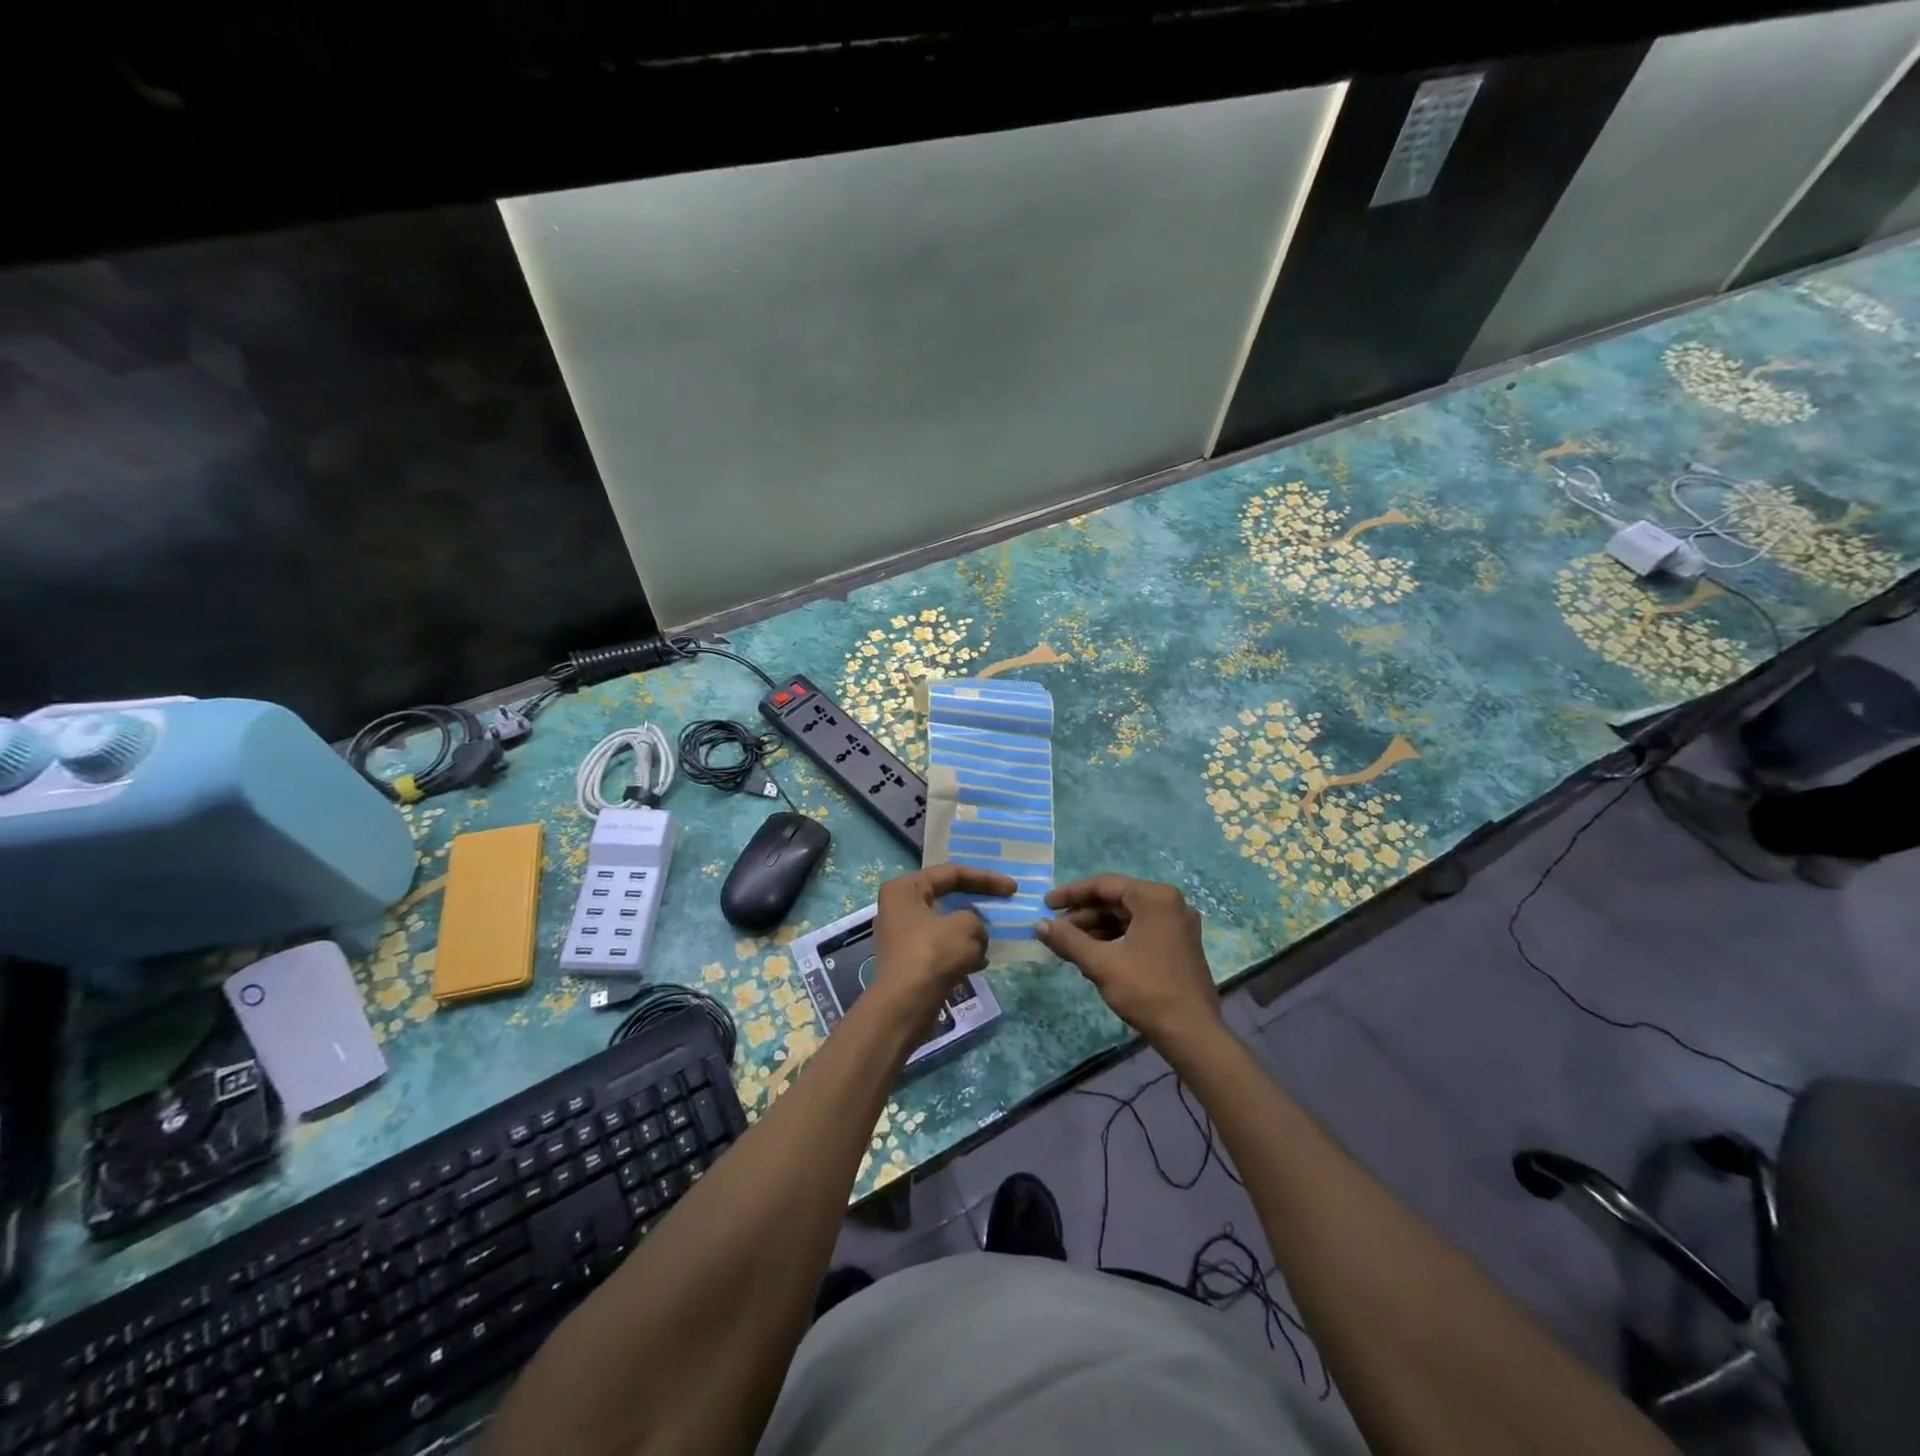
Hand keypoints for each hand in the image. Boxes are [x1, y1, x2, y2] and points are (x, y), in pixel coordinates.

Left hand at [871, 864, 1016, 1009]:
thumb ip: (976, 919)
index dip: (985, 878)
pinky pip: (942, 946)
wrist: (904, 1006)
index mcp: (905, 888)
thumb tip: (974, 932)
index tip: (1012, 889)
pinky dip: (962, 950)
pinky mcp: (910, 959)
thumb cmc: (932, 955)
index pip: (951, 873)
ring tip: (994, 936)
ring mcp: (903, 934)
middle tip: (1005, 903)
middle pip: (947, 895)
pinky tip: (980, 962)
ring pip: (946, 923)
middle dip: (978, 901)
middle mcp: (899, 906)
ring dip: (971, 929)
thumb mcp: (966, 927)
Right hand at [1037, 876, 1225, 1049]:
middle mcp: (1170, 903)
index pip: (1104, 885)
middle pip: (1117, 900)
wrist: (1192, 1034)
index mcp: (1155, 898)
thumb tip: (1039, 925)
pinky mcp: (1179, 945)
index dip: (1071, 894)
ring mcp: (1177, 925)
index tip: (1045, 904)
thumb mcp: (1101, 963)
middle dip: (1083, 914)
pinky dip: (1115, 939)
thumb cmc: (1146, 990)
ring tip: (1069, 944)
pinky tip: (1094, 954)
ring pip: (1127, 917)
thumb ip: (1068, 940)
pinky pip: (1140, 931)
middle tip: (1055, 928)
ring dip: (1097, 928)